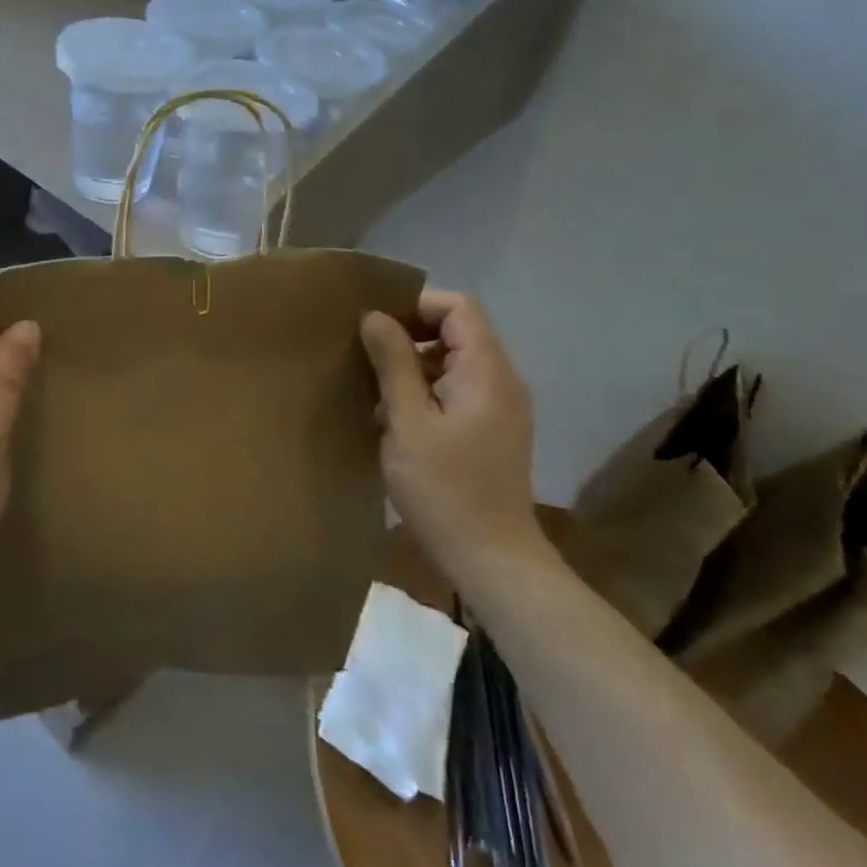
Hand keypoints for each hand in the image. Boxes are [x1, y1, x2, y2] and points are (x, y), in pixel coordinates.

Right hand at [360, 289, 541, 578]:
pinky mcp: (491, 431)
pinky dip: (424, 393)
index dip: (416, 306)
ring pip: (452, 362)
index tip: (376, 327)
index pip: (458, 307)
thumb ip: (393, 362)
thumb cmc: (445, 488)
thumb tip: (374, 315)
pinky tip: (394, 420)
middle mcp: (501, 381)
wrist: (491, 560)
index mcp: (487, 371)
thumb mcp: (407, 421)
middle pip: (456, 332)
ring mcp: (499, 408)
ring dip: (412, 368)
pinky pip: (455, 390)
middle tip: (366, 359)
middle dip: (408, 337)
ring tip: (374, 393)